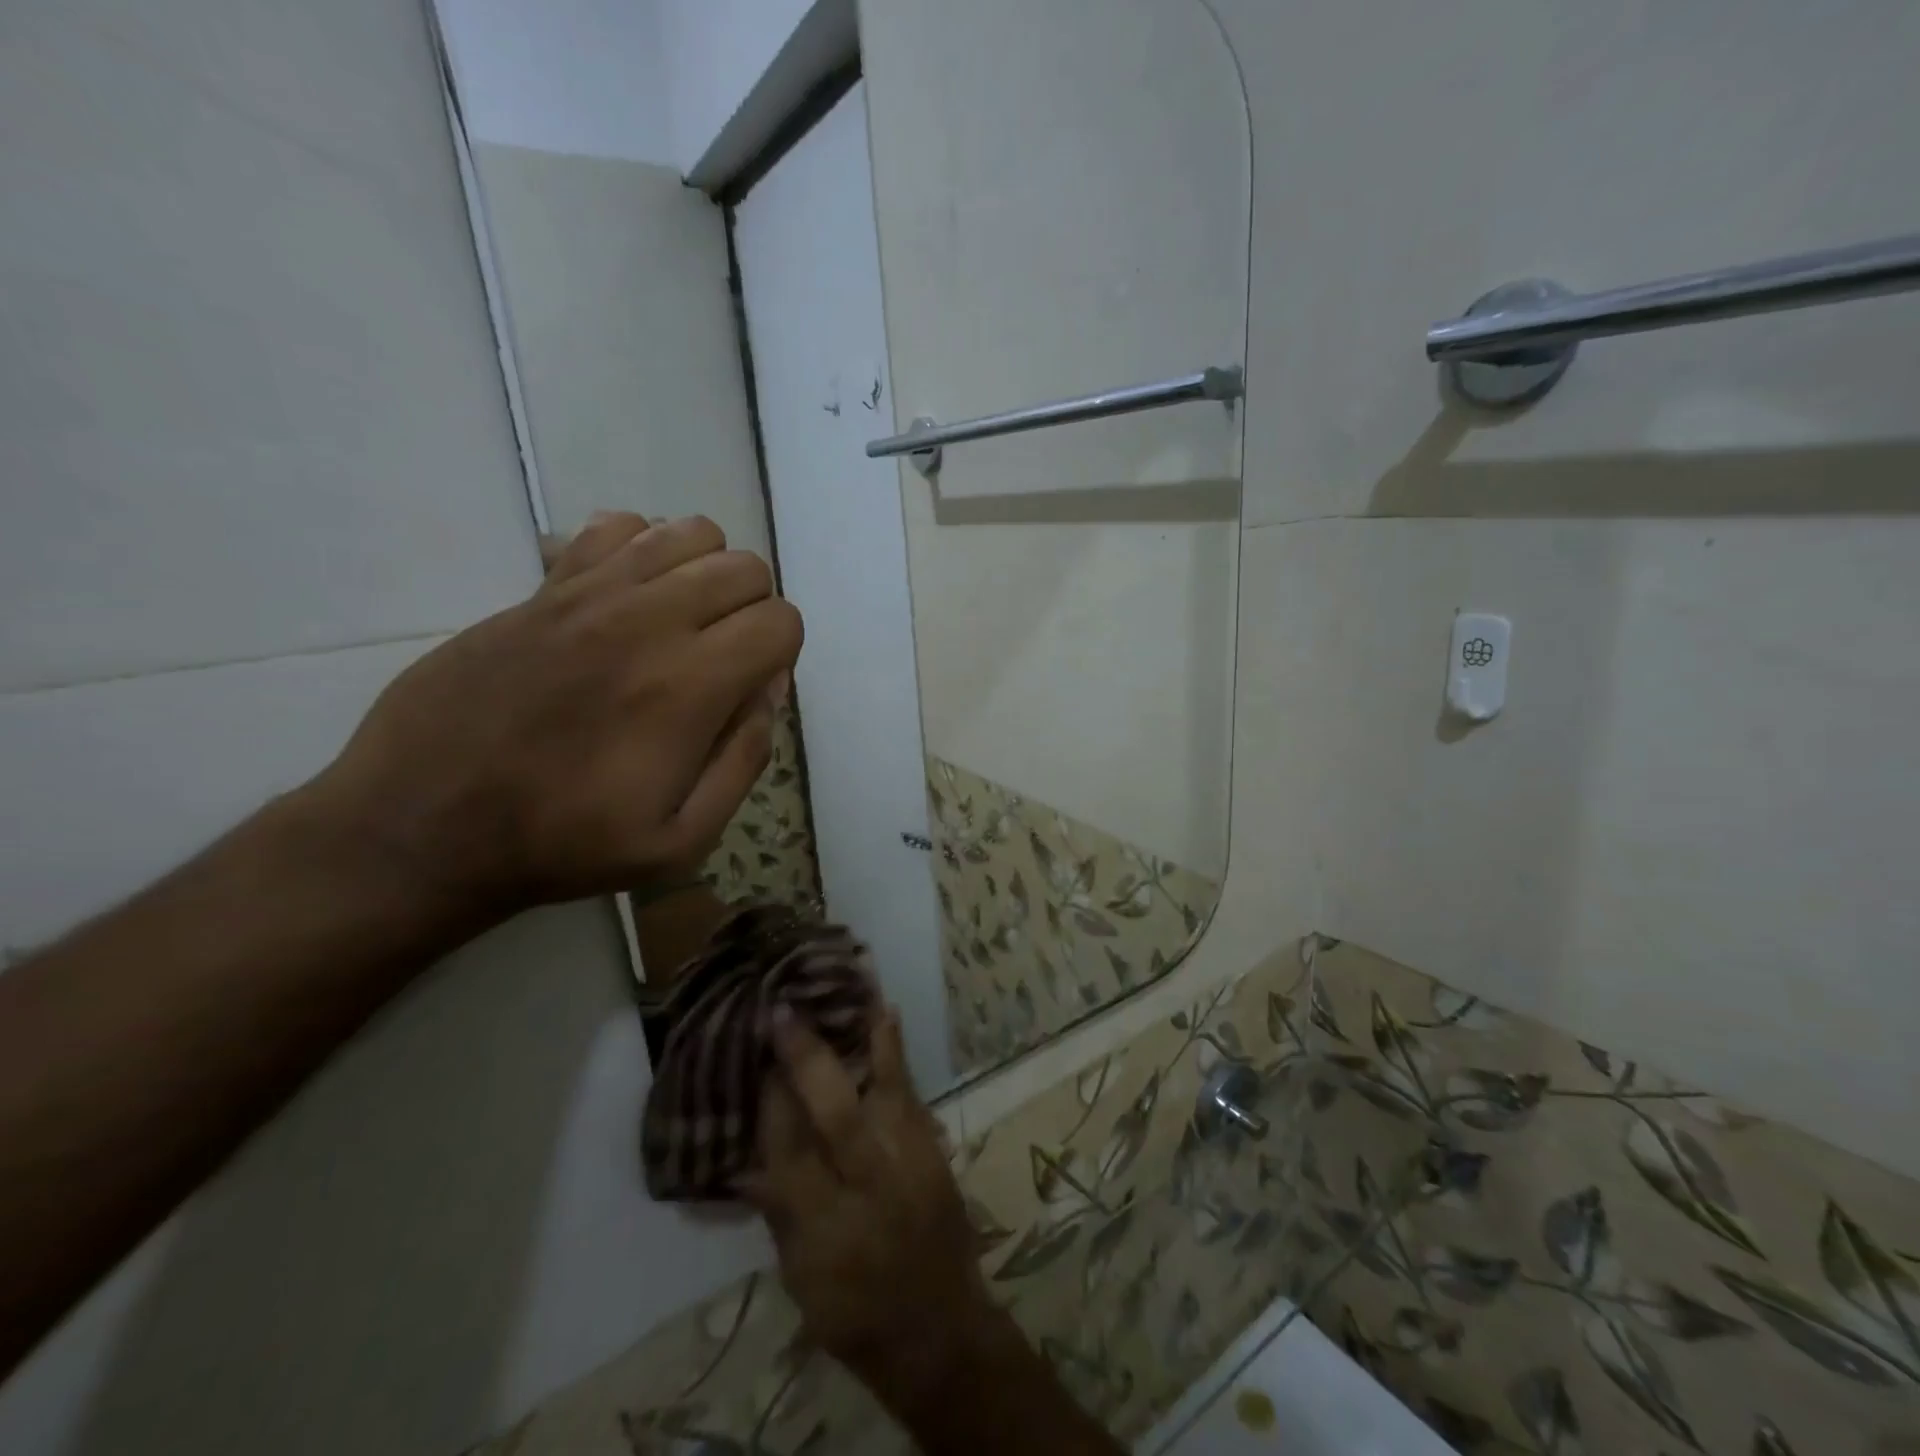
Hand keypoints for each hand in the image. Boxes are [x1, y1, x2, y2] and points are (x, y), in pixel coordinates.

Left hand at [311, 512, 801, 915]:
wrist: (424, 824)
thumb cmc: (562, 843)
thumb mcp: (681, 841)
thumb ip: (744, 761)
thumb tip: (767, 692)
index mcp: (688, 686)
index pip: (780, 621)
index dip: (781, 655)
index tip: (749, 689)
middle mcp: (647, 621)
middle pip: (744, 568)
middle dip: (752, 611)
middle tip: (721, 658)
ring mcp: (589, 595)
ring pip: (689, 534)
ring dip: (705, 574)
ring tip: (682, 622)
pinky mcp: (542, 588)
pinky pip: (616, 526)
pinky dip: (641, 550)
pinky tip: (627, 599)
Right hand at [745, 1009, 1004, 1417]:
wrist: (940, 1329)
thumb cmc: (857, 1316)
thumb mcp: (801, 1279)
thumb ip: (778, 1211)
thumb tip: (741, 1158)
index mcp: (828, 1230)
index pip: (790, 1154)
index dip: (770, 1104)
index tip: (756, 1059)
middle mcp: (871, 1186)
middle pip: (836, 1114)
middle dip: (806, 1060)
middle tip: (781, 1011)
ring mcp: (910, 1161)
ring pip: (884, 1089)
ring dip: (862, 1035)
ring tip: (845, 984)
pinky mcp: (933, 1148)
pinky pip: (910, 1090)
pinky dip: (894, 1051)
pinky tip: (885, 1013)